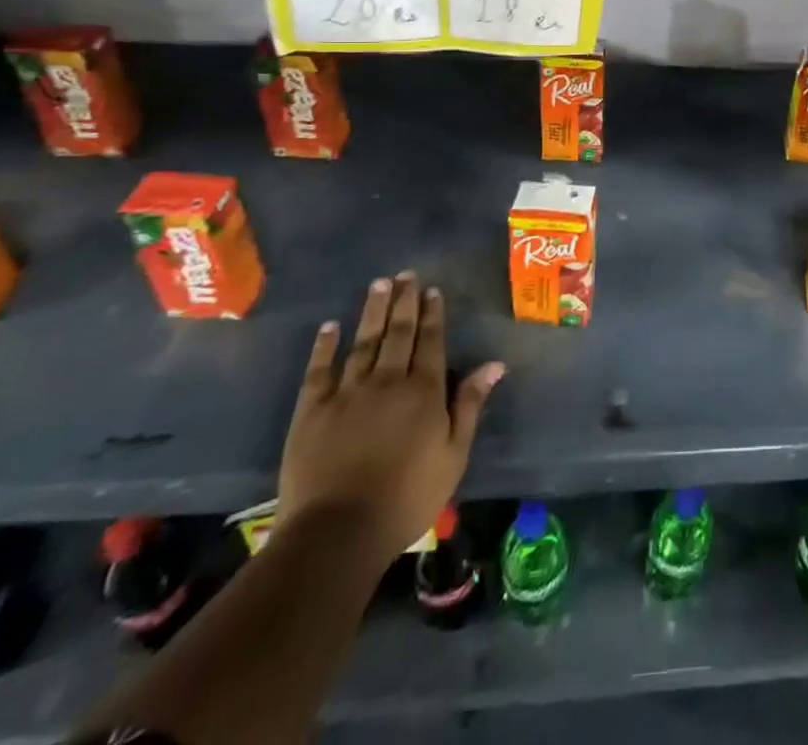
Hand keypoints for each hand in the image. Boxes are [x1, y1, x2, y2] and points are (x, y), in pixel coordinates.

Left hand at [278, 272, 504, 567]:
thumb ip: (470, 404)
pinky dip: (325, 346)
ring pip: (363, 342)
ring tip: (378, 285)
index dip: (433, 314)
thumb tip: (495, 364)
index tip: (432, 290)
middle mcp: (388, 381)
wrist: (337, 532)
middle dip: (404, 302)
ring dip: (372, 312)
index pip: (431, 341)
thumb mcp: (454, 455)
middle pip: (398, 333)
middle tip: (406, 274)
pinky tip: (330, 327)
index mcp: (424, 390)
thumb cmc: (407, 497)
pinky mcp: (312, 412)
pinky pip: (319, 370)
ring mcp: (347, 393)